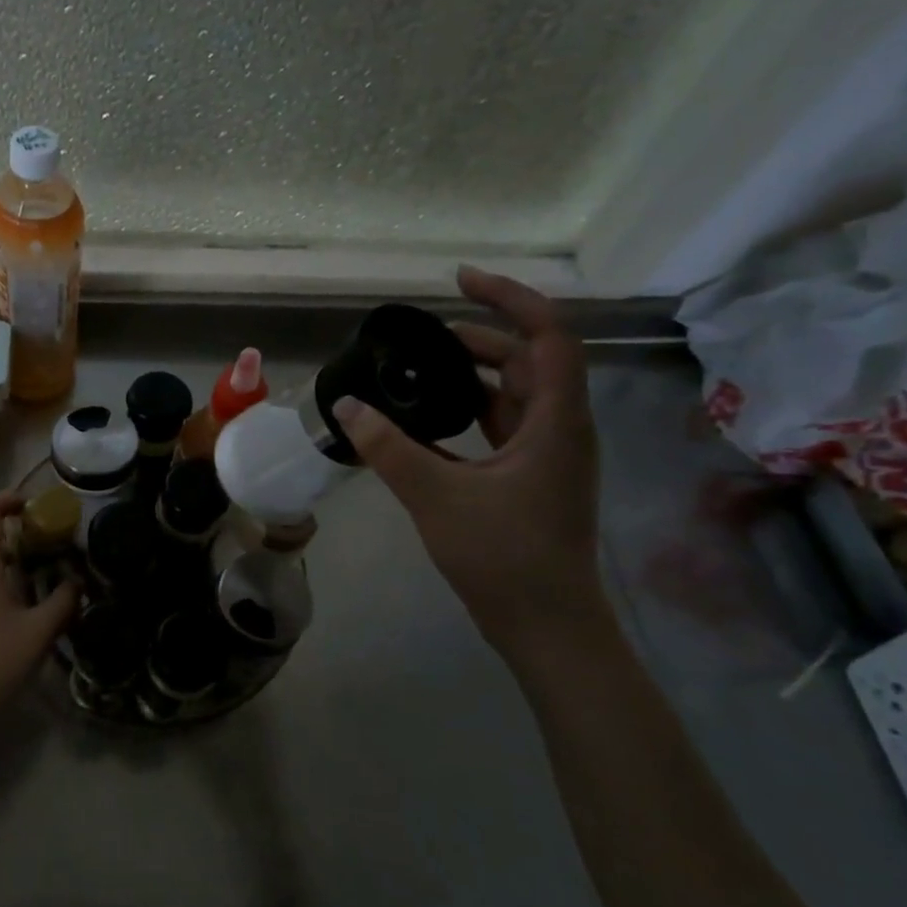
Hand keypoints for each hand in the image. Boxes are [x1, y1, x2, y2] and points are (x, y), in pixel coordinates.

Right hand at [334, 266, 602, 639]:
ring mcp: (548, 455)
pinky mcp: (531, 478)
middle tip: (421, 337)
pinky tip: (430, 419)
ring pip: (515, 394)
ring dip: (473, 374)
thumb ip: (388, 447)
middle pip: (528, 360)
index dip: (509, 298)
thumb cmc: (503, 556)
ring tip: (419, 368)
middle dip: (479, 337)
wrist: (545, 626)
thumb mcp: (436, 495)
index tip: (461, 281)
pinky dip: (470, 410)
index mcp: (556, 421)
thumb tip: (345, 404)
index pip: (548, 335)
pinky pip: (502, 425)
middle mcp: (561, 428)